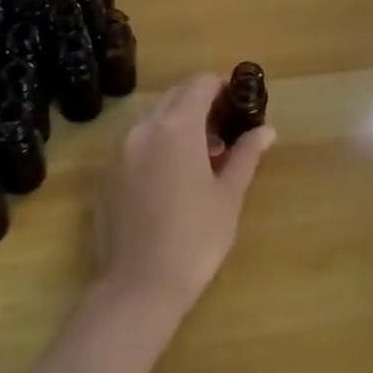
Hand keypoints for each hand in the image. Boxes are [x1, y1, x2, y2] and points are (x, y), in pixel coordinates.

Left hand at [96, 75, 273, 316]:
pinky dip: (156, 144)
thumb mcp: (229, 196)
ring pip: (153, 119)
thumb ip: (246, 155)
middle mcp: (144, 128)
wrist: (138, 288)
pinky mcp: (106, 174)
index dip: (222, 87)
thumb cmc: (194, 239)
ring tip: (200, 158)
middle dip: (200, 104)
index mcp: (177, 126)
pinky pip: (135, 143)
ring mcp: (120, 150)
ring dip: (178, 124)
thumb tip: (267, 129)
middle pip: (175, 96)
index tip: (238, 104)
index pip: (200, 84)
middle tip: (224, 132)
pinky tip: (171, 178)